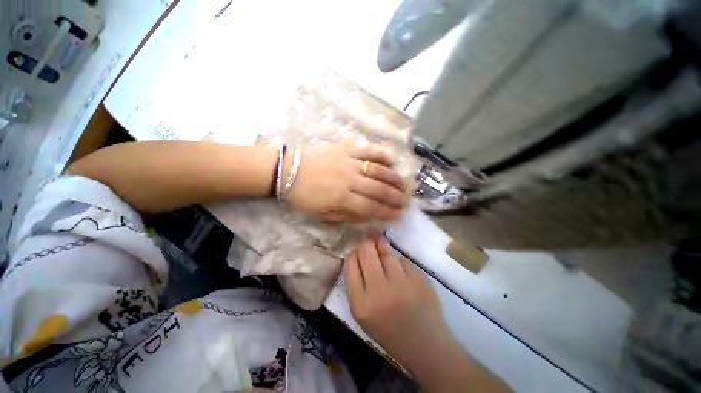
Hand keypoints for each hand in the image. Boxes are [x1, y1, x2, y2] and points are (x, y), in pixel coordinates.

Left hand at [286, 143, 408, 221]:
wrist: (287, 170)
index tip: (398, 215)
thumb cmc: (303, 195)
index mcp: (342, 198)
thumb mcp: (321, 214)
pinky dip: (381, 154)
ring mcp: (348, 162)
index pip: (371, 207)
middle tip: (407, 201)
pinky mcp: (345, 149)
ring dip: (394, 178)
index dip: (387, 212)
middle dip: (396, 197)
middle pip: (379, 190)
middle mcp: (349, 180)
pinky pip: (367, 150)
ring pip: (378, 170)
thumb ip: (345, 215)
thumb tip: (366, 216)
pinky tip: (391, 160)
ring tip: (405, 184)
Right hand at [344, 237, 449, 367]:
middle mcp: (380, 292)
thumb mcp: (363, 315)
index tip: (357, 252)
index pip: (350, 265)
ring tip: (382, 245)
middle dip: (366, 244)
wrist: (425, 346)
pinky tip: (402, 271)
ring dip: (383, 247)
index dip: (353, 254)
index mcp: (362, 305)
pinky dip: (400, 262)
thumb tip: (356, 255)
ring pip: (387, 252)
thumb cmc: (389, 332)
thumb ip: (357, 285)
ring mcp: (402, 285)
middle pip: (367, 252)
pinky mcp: (419, 280)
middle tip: (370, 243)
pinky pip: (404, 261)